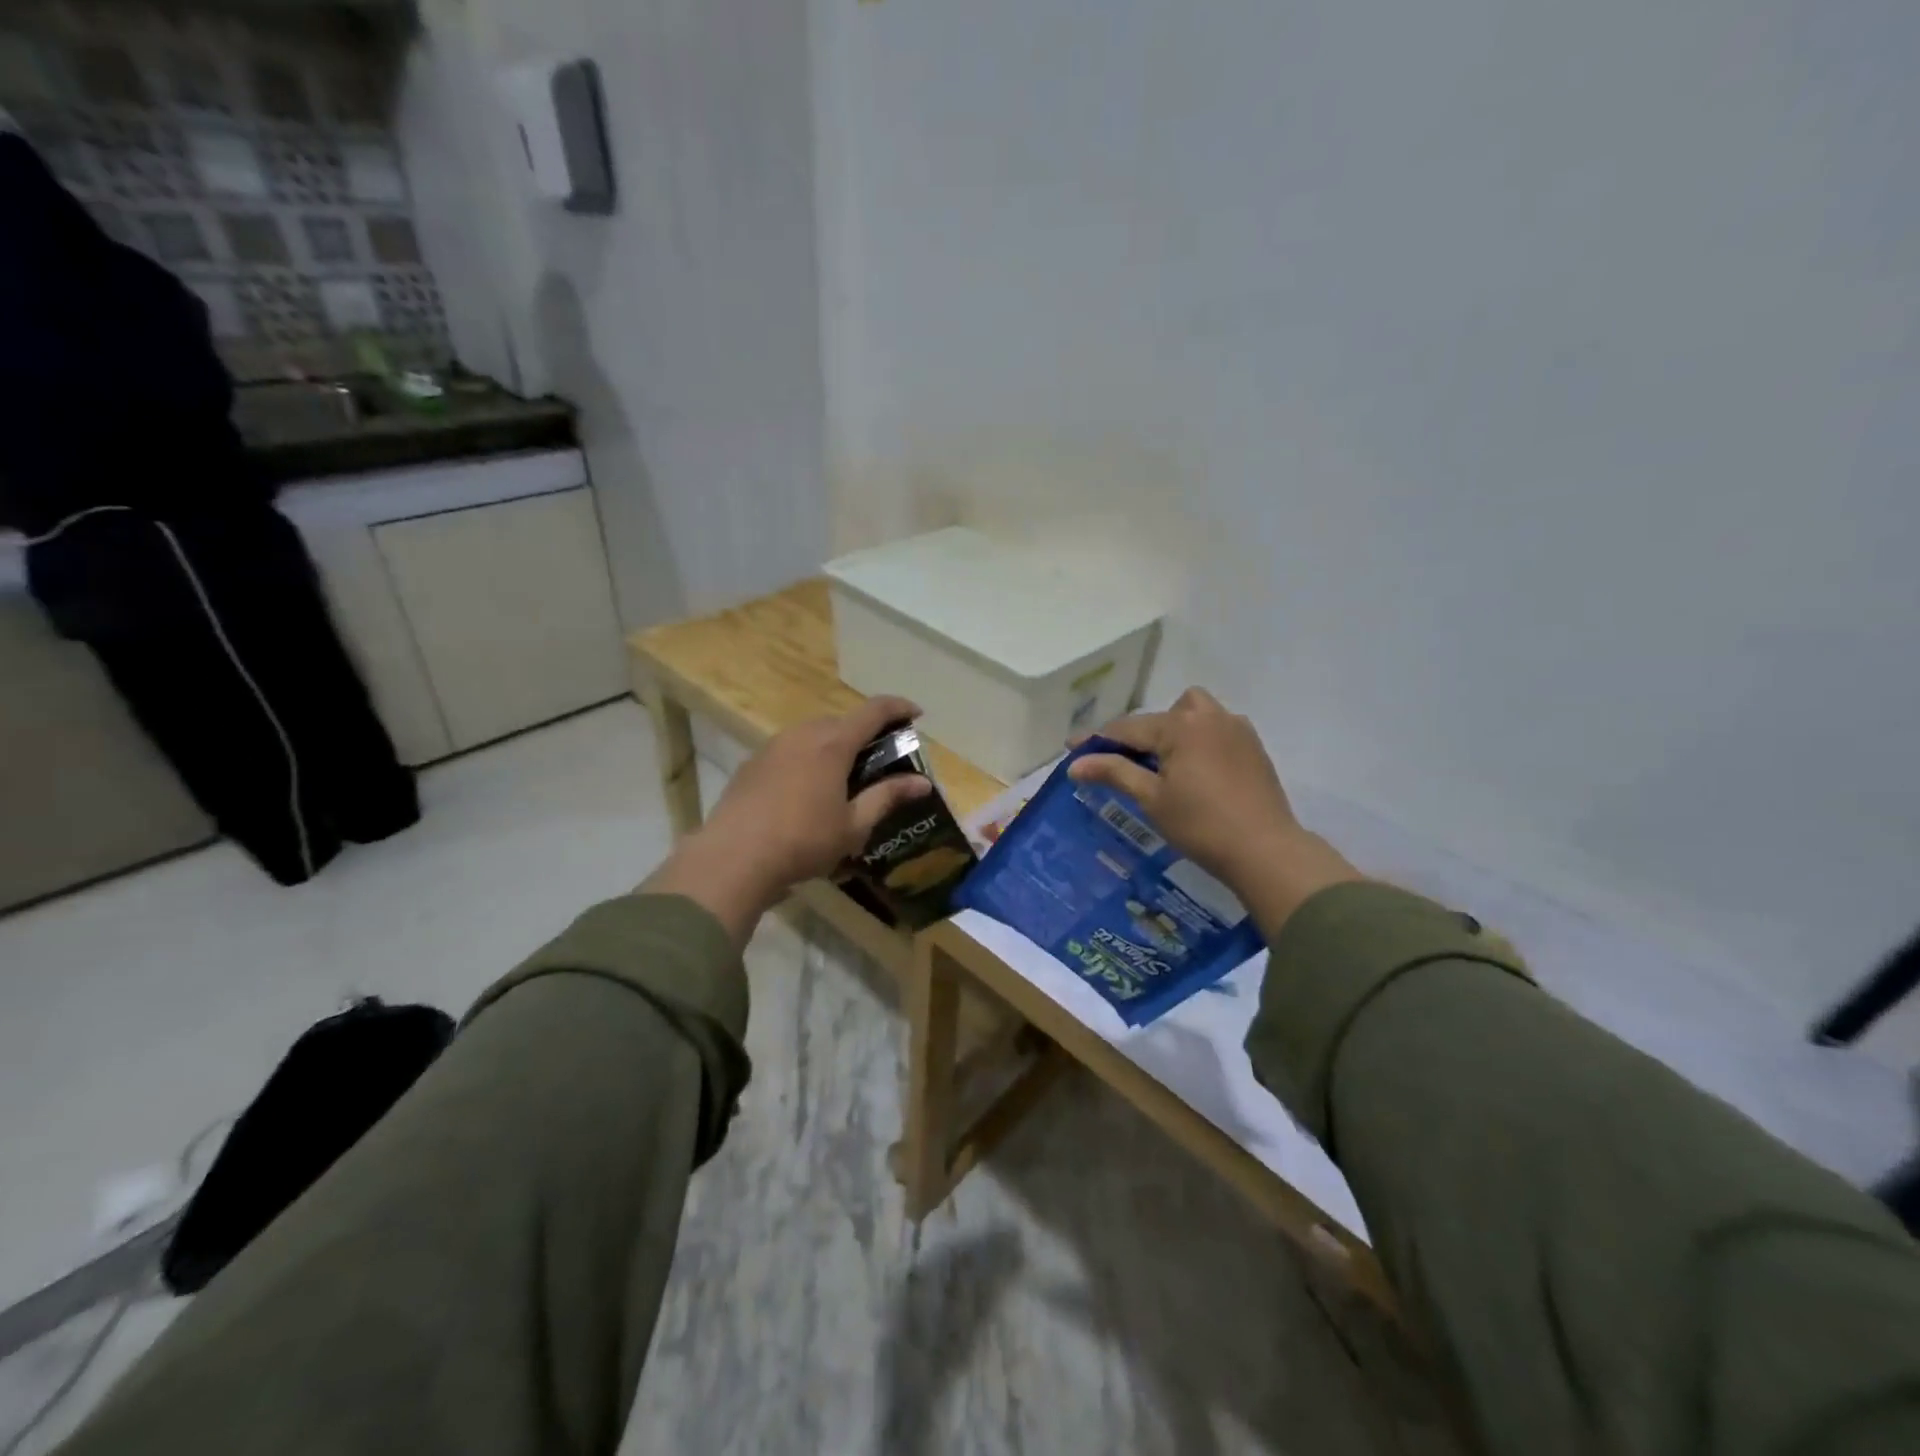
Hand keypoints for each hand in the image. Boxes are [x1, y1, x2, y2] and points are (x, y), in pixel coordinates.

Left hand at [642, 696, 932, 940]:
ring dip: (835, 745)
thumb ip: (888, 797)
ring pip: (813, 734)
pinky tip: (807, 790)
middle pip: (843, 721)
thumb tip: (922, 782)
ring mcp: (773, 746)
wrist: (734, 858)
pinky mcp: (752, 763)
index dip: (899, 707)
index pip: (874, 711)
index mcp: (833, 744)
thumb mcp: (854, 825)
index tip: (917, 715)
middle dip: (866, 733)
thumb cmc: (803, 841)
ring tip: (844, 777)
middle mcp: (803, 734)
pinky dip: (808, 758)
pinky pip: (790, 749)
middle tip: (882, 759)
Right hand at [1068, 688, 1360, 936]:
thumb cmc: (1201, 825)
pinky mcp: (1253, 746)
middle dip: (1140, 733)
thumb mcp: (1152, 798)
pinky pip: (1217, 728)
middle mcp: (1209, 716)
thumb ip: (1115, 772)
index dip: (1097, 740)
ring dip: (1174, 728)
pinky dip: (1199, 739)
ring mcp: (1236, 728)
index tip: (1072, 749)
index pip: (1128, 728)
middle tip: (1127, 762)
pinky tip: (1196, 769)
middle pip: (1163, 714)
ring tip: (1166, 762)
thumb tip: (1076, 763)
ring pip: (1195, 713)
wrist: (1265, 850)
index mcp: (1180, 725)